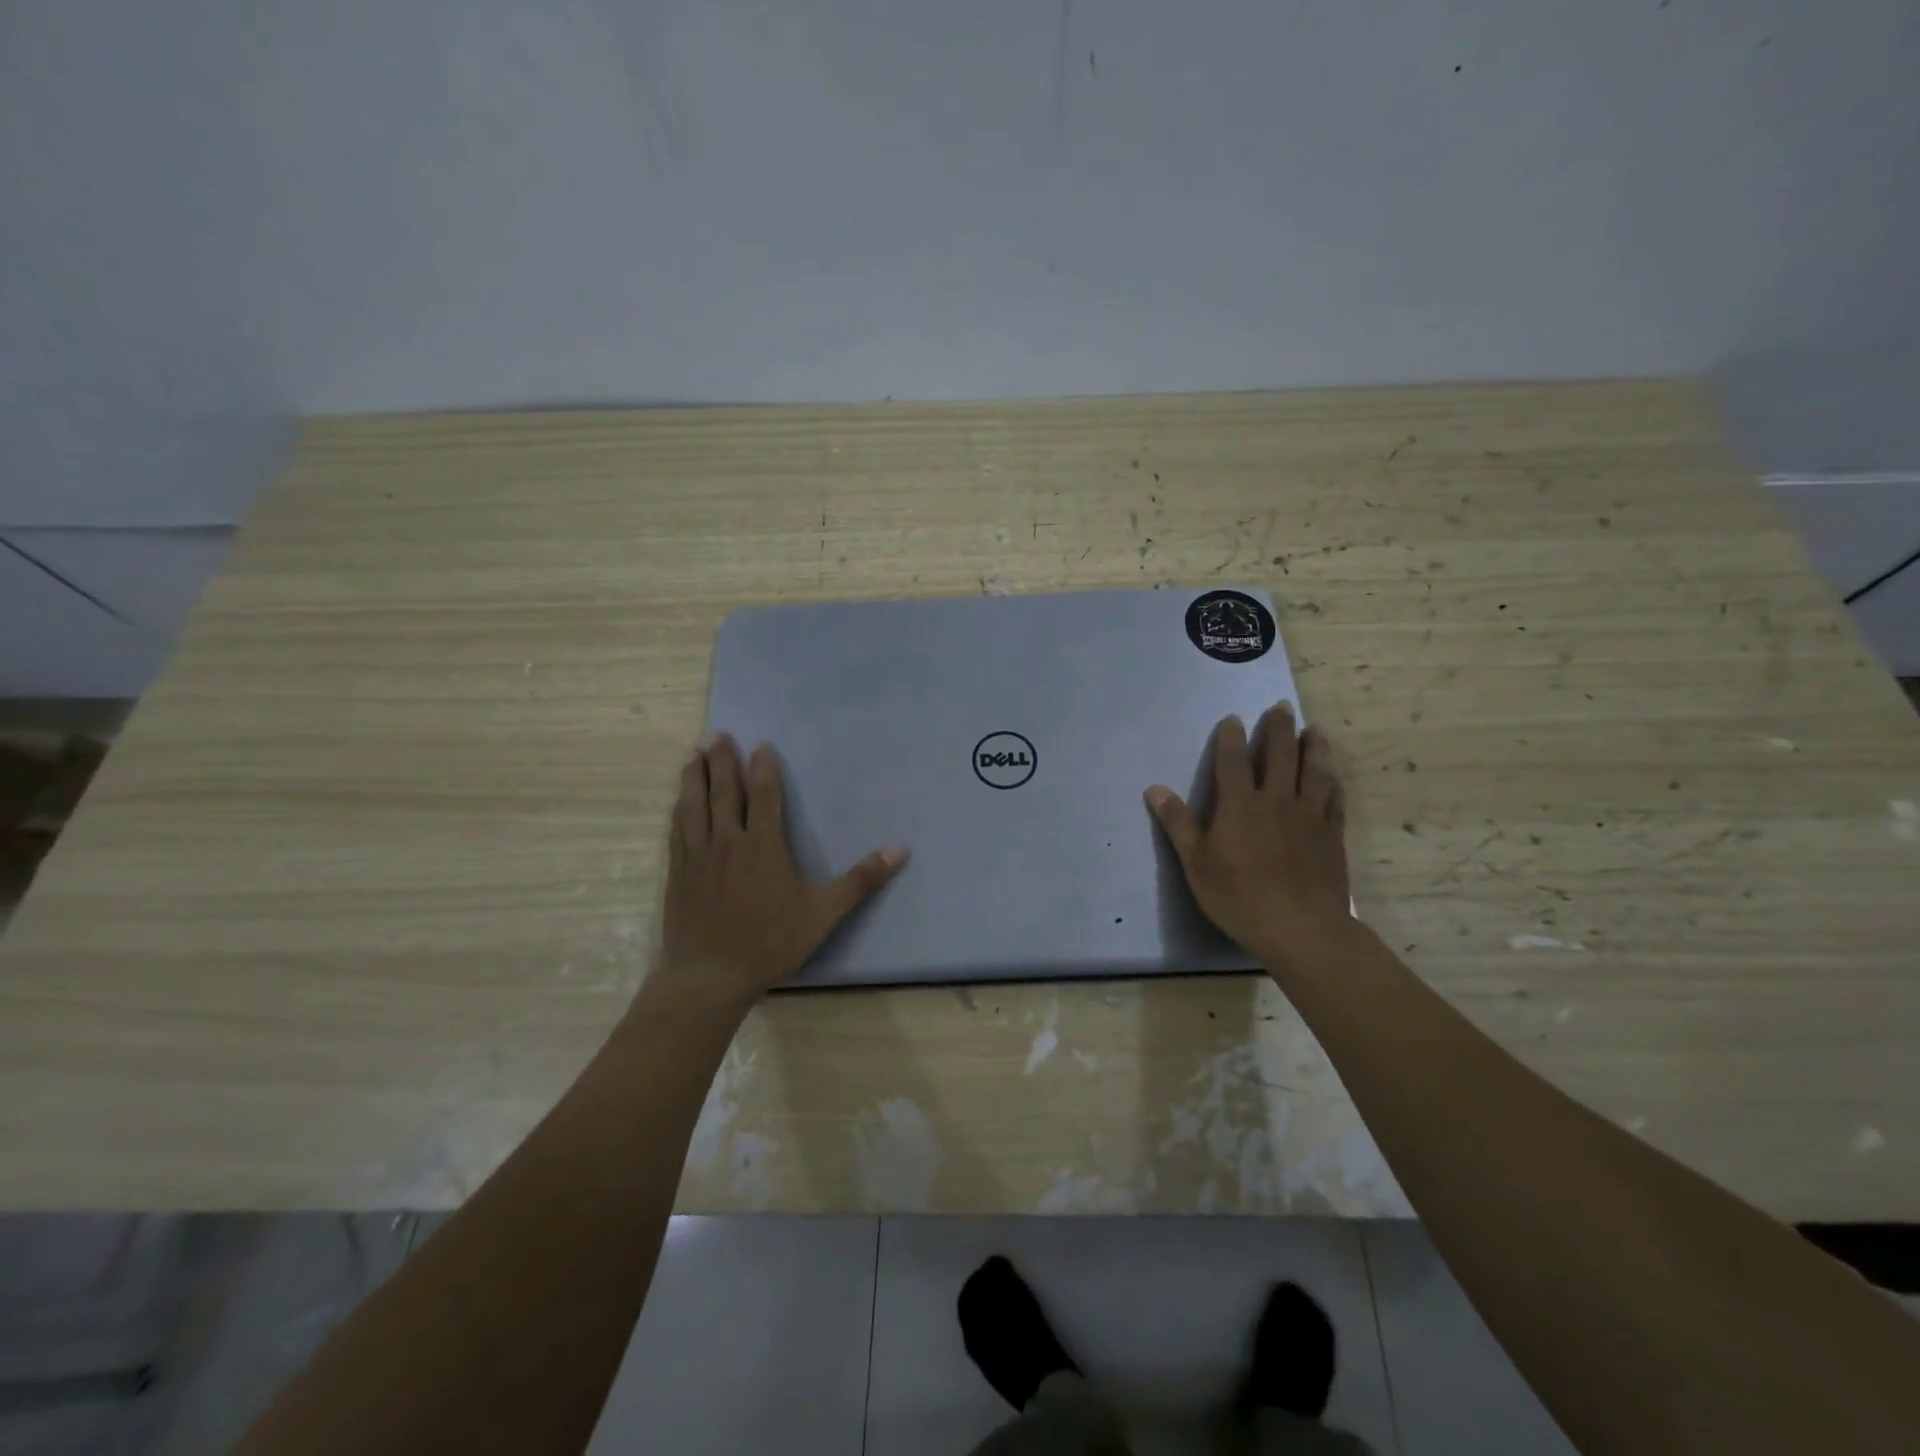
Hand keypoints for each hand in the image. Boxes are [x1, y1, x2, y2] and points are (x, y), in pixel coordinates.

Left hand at [656, 735, 908, 1007]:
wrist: (709, 976)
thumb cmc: (770, 942)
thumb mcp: (823, 913)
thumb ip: (860, 880)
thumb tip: (900, 850)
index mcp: (763, 846)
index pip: (764, 796)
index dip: (763, 768)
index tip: (760, 744)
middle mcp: (728, 841)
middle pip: (724, 791)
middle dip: (723, 761)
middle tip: (719, 734)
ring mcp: (698, 856)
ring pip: (694, 805)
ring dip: (695, 776)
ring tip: (694, 753)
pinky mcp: (678, 873)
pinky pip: (677, 830)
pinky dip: (679, 809)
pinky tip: (679, 802)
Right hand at [1145, 703, 1351, 963]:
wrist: (1300, 929)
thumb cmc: (1239, 897)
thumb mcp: (1196, 864)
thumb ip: (1178, 824)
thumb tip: (1154, 789)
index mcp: (1240, 806)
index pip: (1233, 762)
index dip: (1232, 738)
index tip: (1234, 718)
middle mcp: (1276, 801)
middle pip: (1280, 756)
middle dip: (1279, 729)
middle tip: (1281, 707)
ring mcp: (1309, 816)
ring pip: (1314, 771)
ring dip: (1313, 747)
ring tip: (1314, 730)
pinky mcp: (1331, 835)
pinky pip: (1334, 799)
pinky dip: (1333, 782)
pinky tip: (1333, 776)